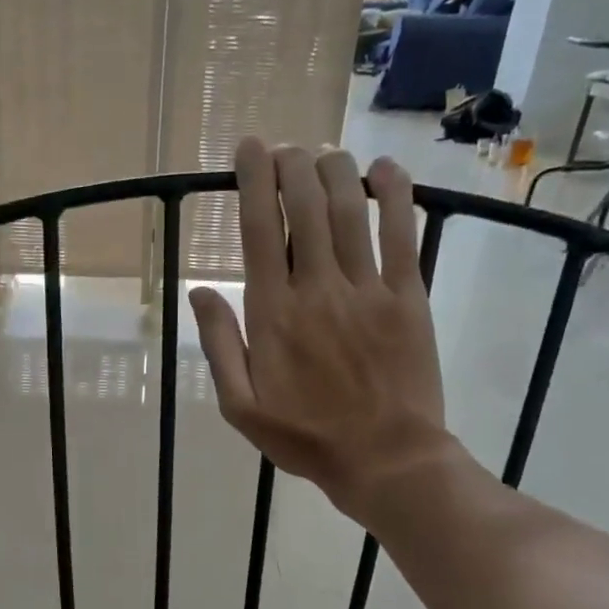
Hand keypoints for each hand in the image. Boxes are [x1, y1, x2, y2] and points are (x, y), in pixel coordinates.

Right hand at [190, 142, 459, 519]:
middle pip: (305, 208)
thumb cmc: (305, 437)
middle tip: (286, 148)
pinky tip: (386, 170)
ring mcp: (367, 290)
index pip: (259, 231)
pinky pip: (403, 235)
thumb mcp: (240, 406)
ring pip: (351, 212)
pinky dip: (395, 196)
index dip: (253, 182)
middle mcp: (317, 290)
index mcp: (272, 314)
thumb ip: (220, 346)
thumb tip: (199, 291)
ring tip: (325, 152)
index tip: (250, 149)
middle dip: (293, 166)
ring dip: (337, 171)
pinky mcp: (409, 298)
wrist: (386, 460)